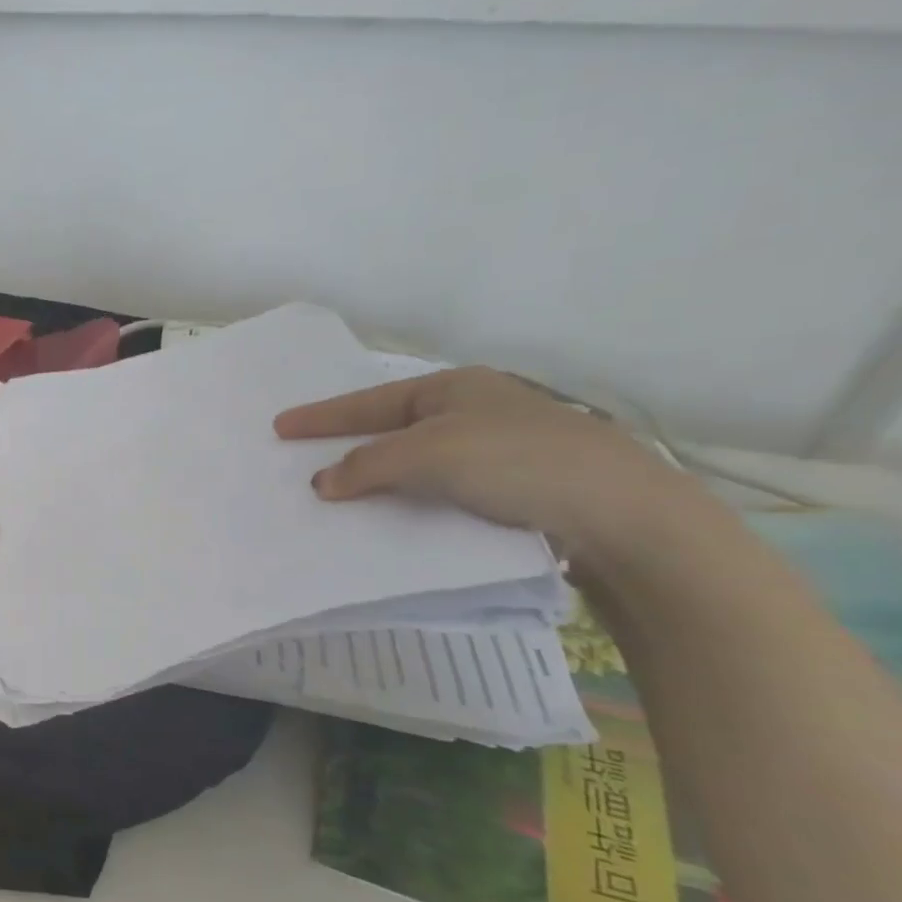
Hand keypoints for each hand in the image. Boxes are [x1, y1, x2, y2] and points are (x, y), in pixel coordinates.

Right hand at [273, 366, 696, 558]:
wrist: (622, 514)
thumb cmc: (516, 462)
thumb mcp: (430, 455)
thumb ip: (367, 465)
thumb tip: (321, 483)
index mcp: (453, 387)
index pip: (369, 402)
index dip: (321, 416)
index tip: (278, 427)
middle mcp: (474, 410)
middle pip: (391, 428)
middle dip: (348, 445)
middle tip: (305, 459)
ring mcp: (497, 448)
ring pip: (417, 461)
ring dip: (379, 477)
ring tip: (342, 494)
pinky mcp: (514, 486)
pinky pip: (440, 487)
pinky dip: (410, 497)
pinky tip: (397, 514)